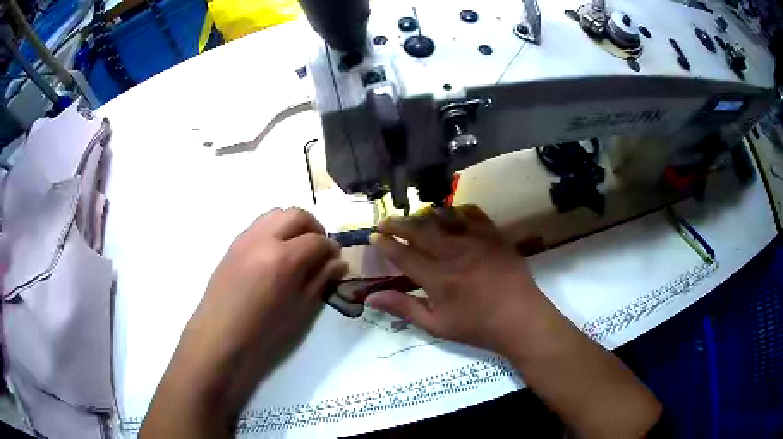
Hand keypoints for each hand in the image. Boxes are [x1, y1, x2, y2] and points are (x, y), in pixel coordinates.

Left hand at [142, 208, 346, 437]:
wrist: (221, 334)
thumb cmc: (264, 330)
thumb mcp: (300, 309)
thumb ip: (320, 280)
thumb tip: (338, 262)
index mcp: (284, 259)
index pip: (317, 241)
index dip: (331, 249)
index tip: (335, 259)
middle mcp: (264, 239)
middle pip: (297, 215)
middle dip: (314, 227)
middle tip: (319, 247)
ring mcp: (245, 238)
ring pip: (276, 214)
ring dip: (293, 224)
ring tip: (297, 247)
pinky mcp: (233, 243)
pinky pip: (259, 225)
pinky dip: (274, 230)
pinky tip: (275, 253)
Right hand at [366, 205, 566, 356]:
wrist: (521, 318)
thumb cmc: (478, 326)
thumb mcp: (437, 325)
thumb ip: (403, 308)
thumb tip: (370, 298)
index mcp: (437, 278)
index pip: (402, 254)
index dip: (385, 244)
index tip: (374, 236)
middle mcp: (453, 253)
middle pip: (418, 230)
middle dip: (397, 224)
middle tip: (385, 222)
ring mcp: (475, 240)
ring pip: (442, 218)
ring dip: (423, 215)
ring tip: (414, 218)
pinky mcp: (493, 234)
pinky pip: (472, 213)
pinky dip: (456, 211)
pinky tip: (450, 214)